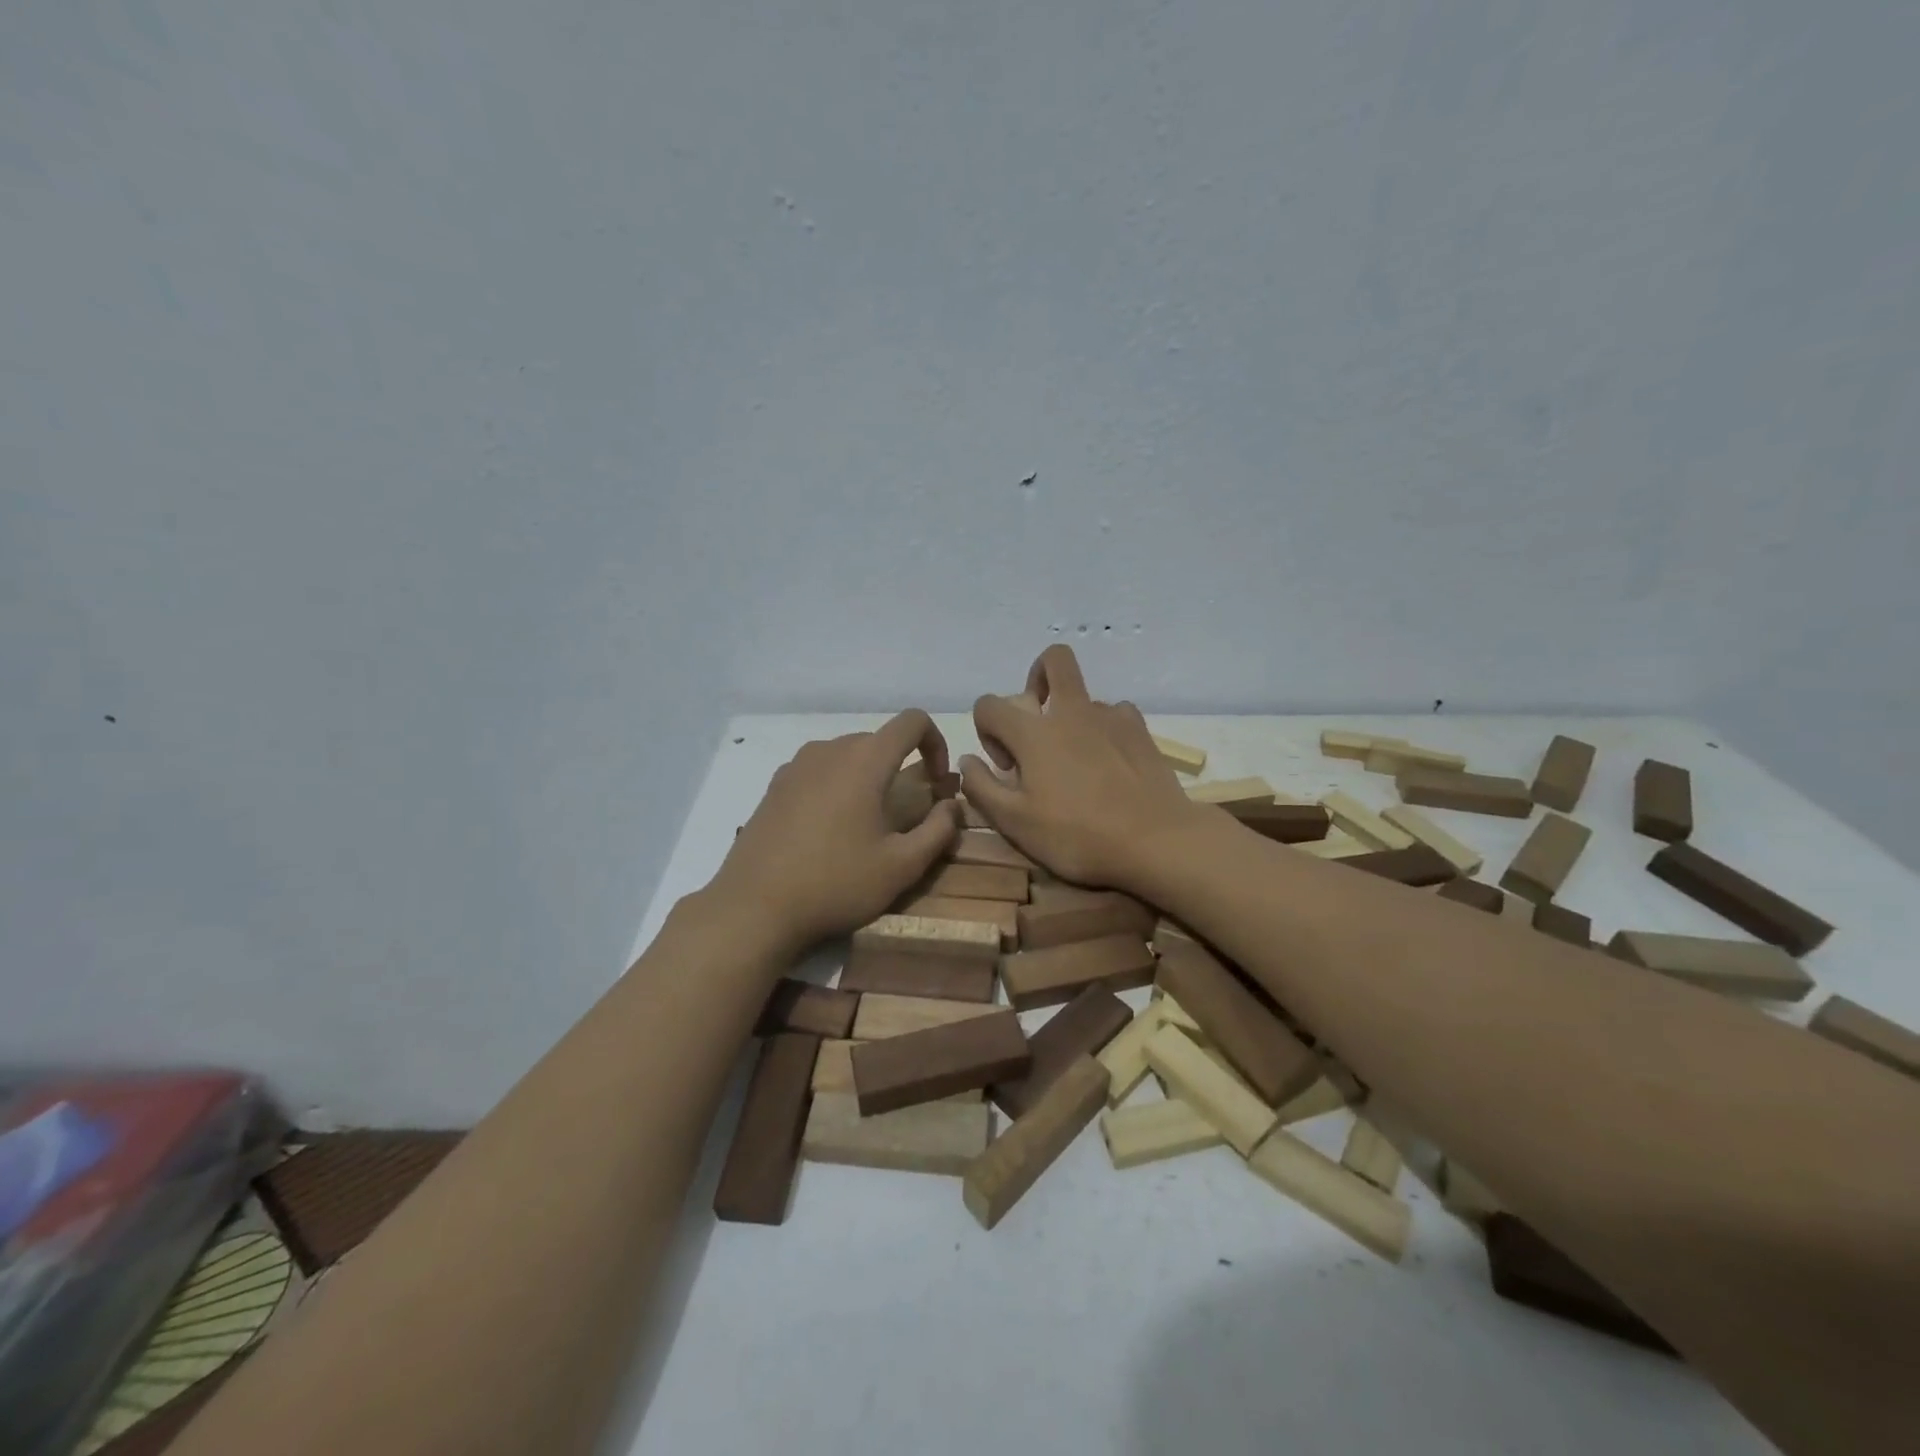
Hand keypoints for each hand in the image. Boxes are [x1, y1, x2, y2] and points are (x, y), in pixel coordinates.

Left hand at [714, 710, 961, 949]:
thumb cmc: (836, 883)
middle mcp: (829, 750)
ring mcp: (796, 765)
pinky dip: (837, 786)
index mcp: (865, 760)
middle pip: (879, 740)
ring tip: (867, 822)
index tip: (937, 781)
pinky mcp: (774, 785)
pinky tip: (828, 829)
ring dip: (868, 776)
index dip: (936, 742)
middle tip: (907, 811)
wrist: (754, 907)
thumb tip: (952, 805)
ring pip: (847, 755)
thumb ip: (939, 830)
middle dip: (902, 766)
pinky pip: (818, 771)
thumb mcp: (902, 866)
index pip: (913, 722)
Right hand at [959, 646, 1201, 890]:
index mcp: (1033, 732)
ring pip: (1083, 696)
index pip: (989, 703)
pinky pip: (1115, 714)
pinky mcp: (1140, 731)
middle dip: (1036, 679)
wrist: (1155, 841)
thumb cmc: (1077, 835)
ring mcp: (1110, 716)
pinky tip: (1109, 764)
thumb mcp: (1015, 823)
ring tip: (1077, 763)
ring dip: (1071, 718)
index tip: (1006, 766)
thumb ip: (981, 788)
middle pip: (1053, 660)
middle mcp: (1070, 711)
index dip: (986, 730)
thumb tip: (966, 760)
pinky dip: (1104, 731)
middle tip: (1037, 723)